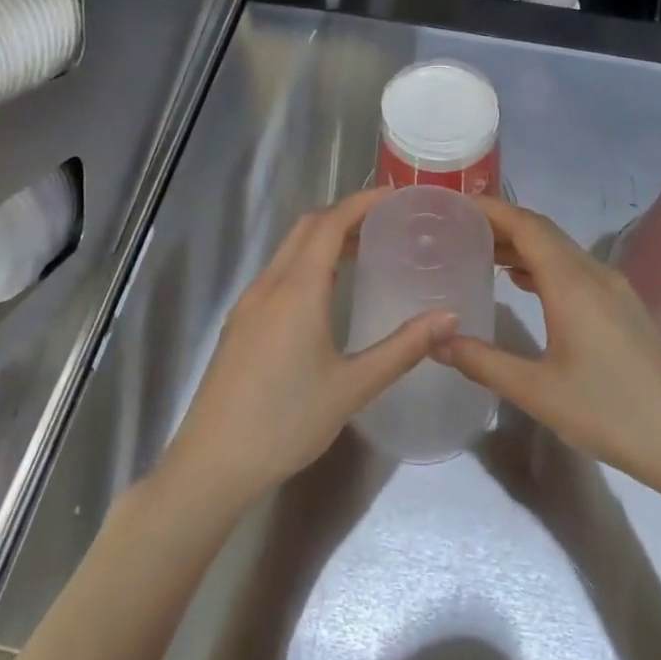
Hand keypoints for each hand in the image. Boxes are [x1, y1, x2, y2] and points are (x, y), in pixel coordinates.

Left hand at [163, 190, 455, 507]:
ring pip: (288, 251)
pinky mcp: (239, 325)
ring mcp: (248, 305)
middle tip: (386, 222)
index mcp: (296, 290)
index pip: (330, 224)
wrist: (211, 464)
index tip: (395, 195)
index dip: (362, 202)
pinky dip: (306, 263)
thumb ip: (403, 348)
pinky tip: (326, 294)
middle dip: (345, 215)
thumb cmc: (286, 422)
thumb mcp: (352, 387)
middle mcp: (268, 286)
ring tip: (364, 251)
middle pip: (306, 228)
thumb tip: (449, 317)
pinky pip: (277, 275)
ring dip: (323, 239)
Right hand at [433, 196, 660, 499]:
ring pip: (562, 251)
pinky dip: (545, 266)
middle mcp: (595, 274)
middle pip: (544, 232)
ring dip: (524, 246)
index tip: (456, 204)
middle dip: (502, 224)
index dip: (492, 209)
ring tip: (482, 253)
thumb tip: (435, 340)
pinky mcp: (626, 308)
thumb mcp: (537, 392)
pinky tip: (524, 285)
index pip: (527, 226)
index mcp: (572, 283)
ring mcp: (616, 289)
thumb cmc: (610, 413)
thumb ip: (482, 361)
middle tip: (459, 229)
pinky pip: (576, 270)